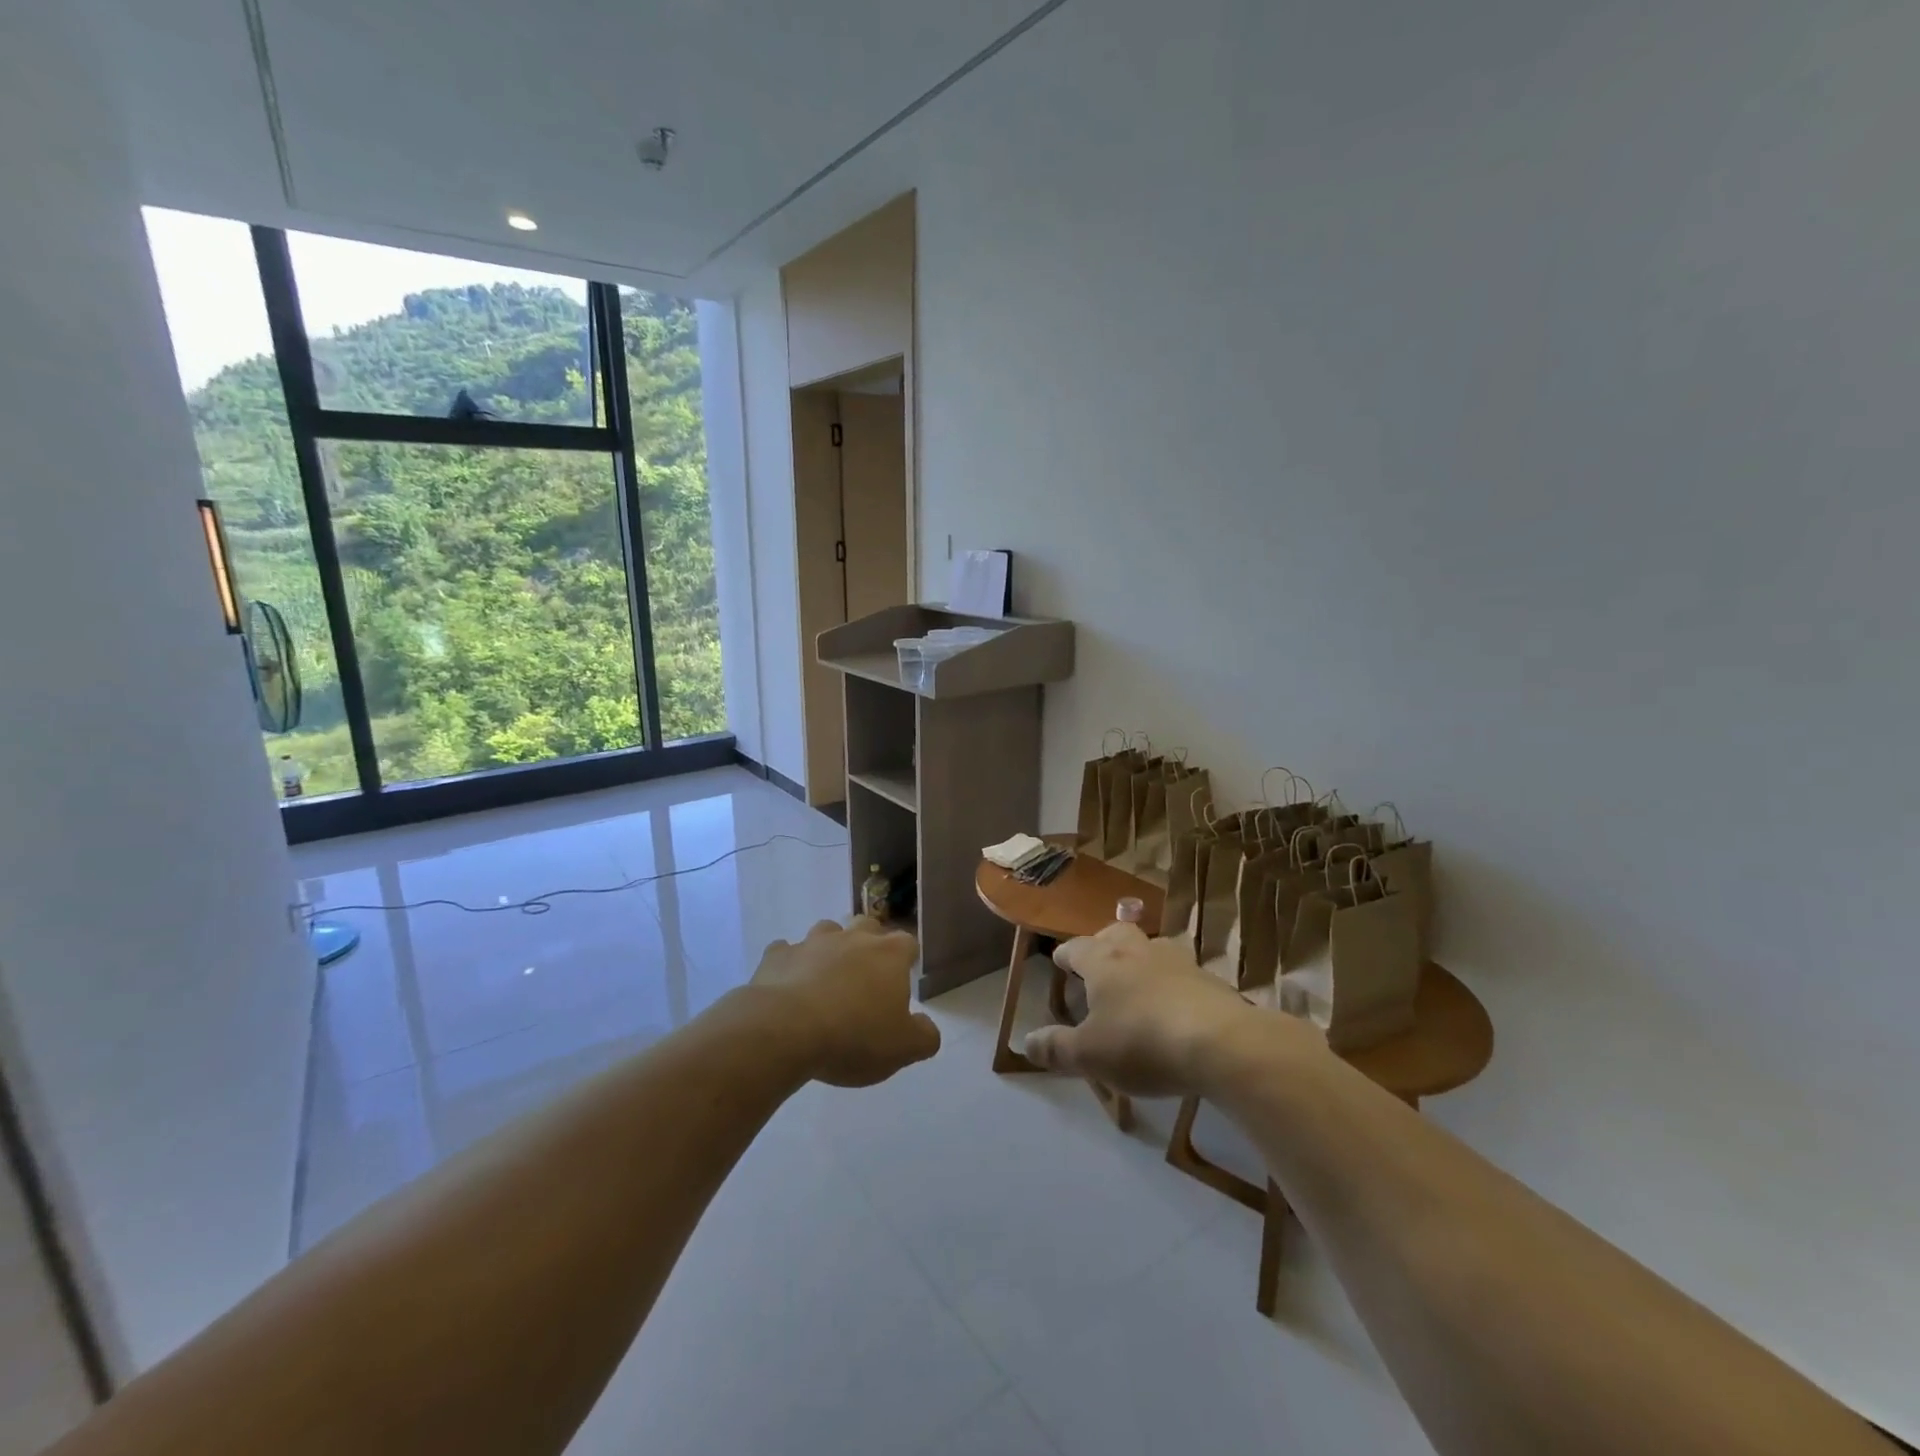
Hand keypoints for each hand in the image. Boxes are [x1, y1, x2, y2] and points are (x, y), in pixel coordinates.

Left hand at [749, 918, 940, 1086]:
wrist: (785, 1031)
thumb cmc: (854, 1037)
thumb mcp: (903, 1049)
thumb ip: (923, 1036)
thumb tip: (927, 1027)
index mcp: (889, 954)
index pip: (907, 943)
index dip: (906, 959)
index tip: (902, 979)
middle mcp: (853, 938)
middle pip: (867, 926)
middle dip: (869, 943)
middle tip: (866, 975)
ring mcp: (812, 942)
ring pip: (827, 931)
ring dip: (830, 948)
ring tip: (826, 977)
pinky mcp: (777, 956)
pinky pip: (785, 952)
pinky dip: (790, 963)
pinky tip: (788, 984)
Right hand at [1024, 923, 1306, 1094]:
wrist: (1221, 1043)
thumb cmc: (1142, 1043)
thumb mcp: (1090, 1055)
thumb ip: (1057, 1048)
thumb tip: (1028, 1042)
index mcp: (1104, 961)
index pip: (1076, 948)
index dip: (1065, 955)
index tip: (1059, 961)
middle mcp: (1138, 950)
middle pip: (1117, 932)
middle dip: (1104, 942)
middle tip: (1099, 960)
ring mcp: (1178, 961)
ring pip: (1153, 947)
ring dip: (1142, 958)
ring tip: (1138, 980)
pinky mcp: (1210, 980)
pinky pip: (1183, 973)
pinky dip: (1173, 983)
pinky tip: (1175, 1005)